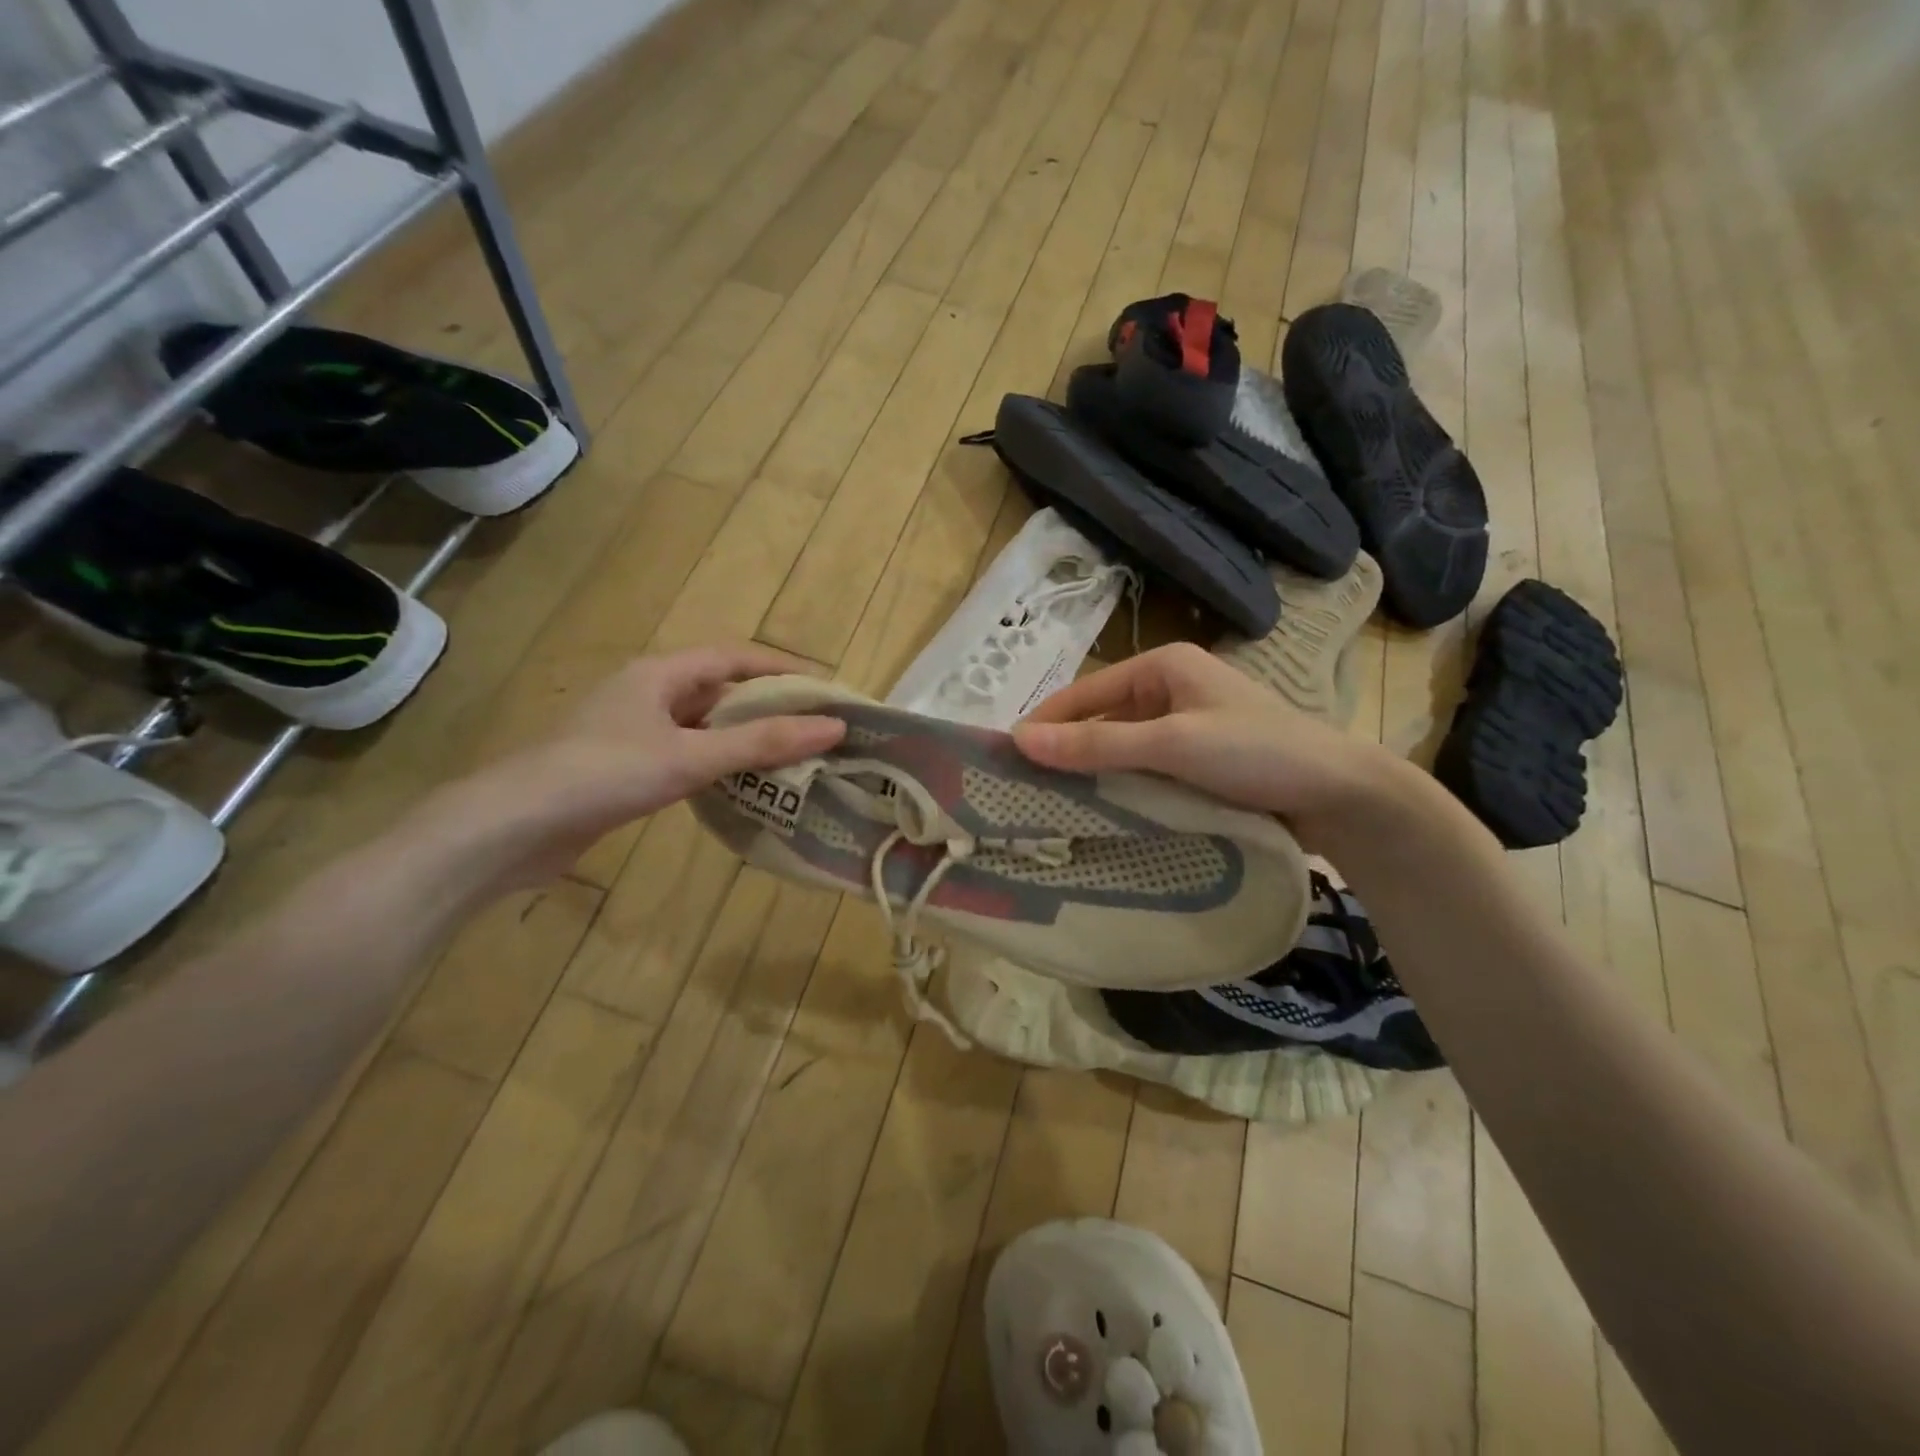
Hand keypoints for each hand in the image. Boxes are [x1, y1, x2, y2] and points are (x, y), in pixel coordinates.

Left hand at [450, 645, 844, 886]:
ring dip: (742, 739)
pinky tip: (739, 787)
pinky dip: (715, 765)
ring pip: (701, 727)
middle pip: (719, 692)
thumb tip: (834, 727)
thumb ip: (762, 743)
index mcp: (659, 674)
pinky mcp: (621, 768)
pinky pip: (683, 755)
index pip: (732, 658)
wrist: (511, 827)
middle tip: (813, 729)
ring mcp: (630, 732)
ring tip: (789, 759)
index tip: (823, 689)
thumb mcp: (691, 756)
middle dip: (766, 707)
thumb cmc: (605, 774)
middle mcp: (645, 694)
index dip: (780, 669)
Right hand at [1012, 642, 1396, 848]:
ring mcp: (1187, 726)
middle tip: (1025, 789)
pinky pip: (1146, 768)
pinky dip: (1123, 786)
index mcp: (1163, 666)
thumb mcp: (1171, 744)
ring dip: (1094, 773)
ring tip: (1052, 806)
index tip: (1006, 758)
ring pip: (1122, 748)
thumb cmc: (1255, 752)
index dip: (1045, 722)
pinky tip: (1101, 812)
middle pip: (1101, 719)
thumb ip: (1097, 744)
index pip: (1085, 692)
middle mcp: (1171, 689)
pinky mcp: (1200, 760)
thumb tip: (1020, 741)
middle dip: (1067, 751)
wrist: (1339, 794)